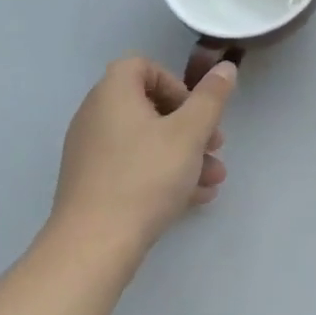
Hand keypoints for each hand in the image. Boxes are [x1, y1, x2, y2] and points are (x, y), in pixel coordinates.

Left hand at [47, 56, 236, 262]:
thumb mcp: (190, 133)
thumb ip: (211, 97)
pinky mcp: (91, 185)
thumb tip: (225, 67)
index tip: (197, 109)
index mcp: (113, 93)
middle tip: (215, 145)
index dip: (175, 83)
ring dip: (183, 154)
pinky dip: (162, 174)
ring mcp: (90, 152)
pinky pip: (132, 167)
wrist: (93, 247)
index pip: (144, 67)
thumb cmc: (145, 176)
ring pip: (146, 142)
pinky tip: (195, 198)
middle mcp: (96, 116)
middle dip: (189, 125)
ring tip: (214, 178)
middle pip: (149, 107)